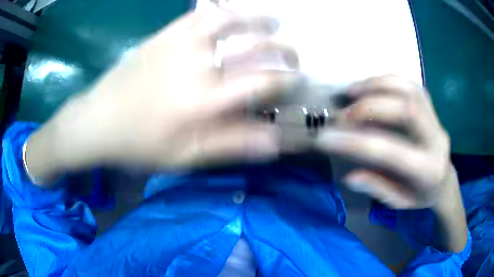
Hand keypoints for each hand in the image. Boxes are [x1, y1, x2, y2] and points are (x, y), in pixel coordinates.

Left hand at [27, 8, 298, 178]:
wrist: (99, 120)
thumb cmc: (140, 143)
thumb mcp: (185, 157)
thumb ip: (231, 146)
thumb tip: (275, 142)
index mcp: (205, 101)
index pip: (263, 83)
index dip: (287, 81)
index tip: (300, 81)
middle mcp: (198, 65)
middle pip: (254, 47)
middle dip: (282, 49)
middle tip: (292, 53)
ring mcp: (180, 43)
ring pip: (230, 19)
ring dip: (257, 18)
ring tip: (273, 20)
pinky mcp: (165, 34)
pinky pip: (199, 13)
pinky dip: (221, 8)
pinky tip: (231, 10)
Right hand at [315, 76, 454, 209]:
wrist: (444, 180)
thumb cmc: (421, 195)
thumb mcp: (399, 201)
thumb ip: (378, 188)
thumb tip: (350, 176)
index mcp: (427, 170)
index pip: (391, 151)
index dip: (355, 142)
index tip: (325, 138)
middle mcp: (436, 139)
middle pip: (406, 109)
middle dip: (370, 106)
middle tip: (343, 114)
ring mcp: (436, 119)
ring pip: (409, 89)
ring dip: (378, 85)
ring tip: (352, 90)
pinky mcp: (432, 107)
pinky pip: (410, 85)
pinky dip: (388, 80)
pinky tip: (371, 85)